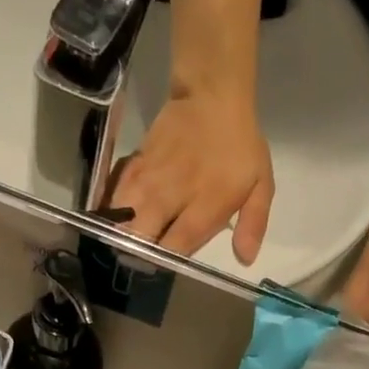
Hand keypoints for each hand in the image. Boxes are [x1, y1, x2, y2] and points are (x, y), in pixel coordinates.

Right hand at [110, 88, 274, 263]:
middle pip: (143, 233)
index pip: (177, 244)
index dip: (166, 262)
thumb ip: (254, 222)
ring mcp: (151, 178)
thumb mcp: (261, 184)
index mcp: (205, 205)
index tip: (161, 273)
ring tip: (116, 249)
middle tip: (134, 265)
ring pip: (123, 214)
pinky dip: (109, 208)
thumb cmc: (240, 146)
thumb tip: (245, 258)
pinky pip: (115, 191)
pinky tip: (108, 221)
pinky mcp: (136, 163)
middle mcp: (173, 194)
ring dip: (118, 234)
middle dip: (135, 254)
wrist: (213, 94)